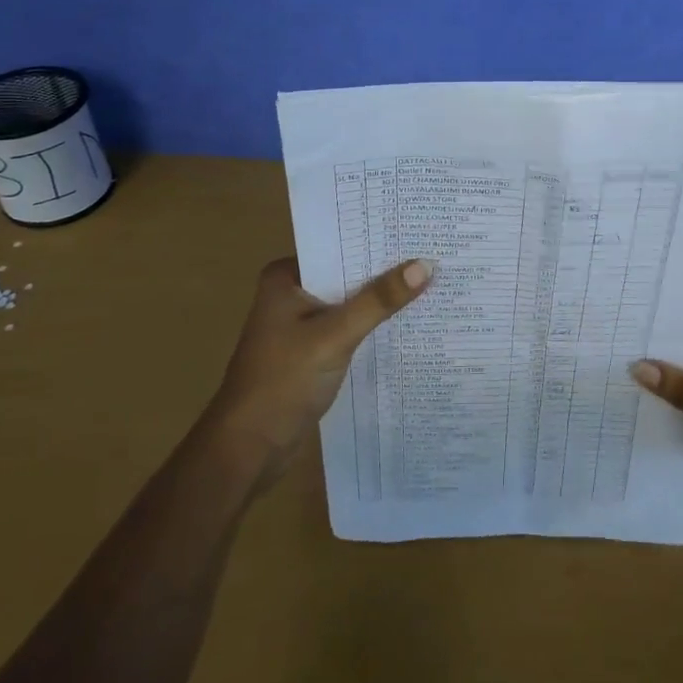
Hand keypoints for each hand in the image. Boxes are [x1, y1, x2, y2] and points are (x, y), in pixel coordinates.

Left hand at [203, 255, 430, 487]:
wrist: (249, 449)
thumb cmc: (283, 382)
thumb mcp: (335, 336)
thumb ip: (379, 300)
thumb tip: (426, 264)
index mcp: (285, 277)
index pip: (339, 247)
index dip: (377, 241)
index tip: (418, 232)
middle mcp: (291, 294)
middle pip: (347, 274)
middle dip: (384, 270)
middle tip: (434, 254)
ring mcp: (300, 325)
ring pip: (349, 302)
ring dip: (380, 300)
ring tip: (432, 282)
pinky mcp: (311, 352)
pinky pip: (348, 328)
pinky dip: (372, 326)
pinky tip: (407, 321)